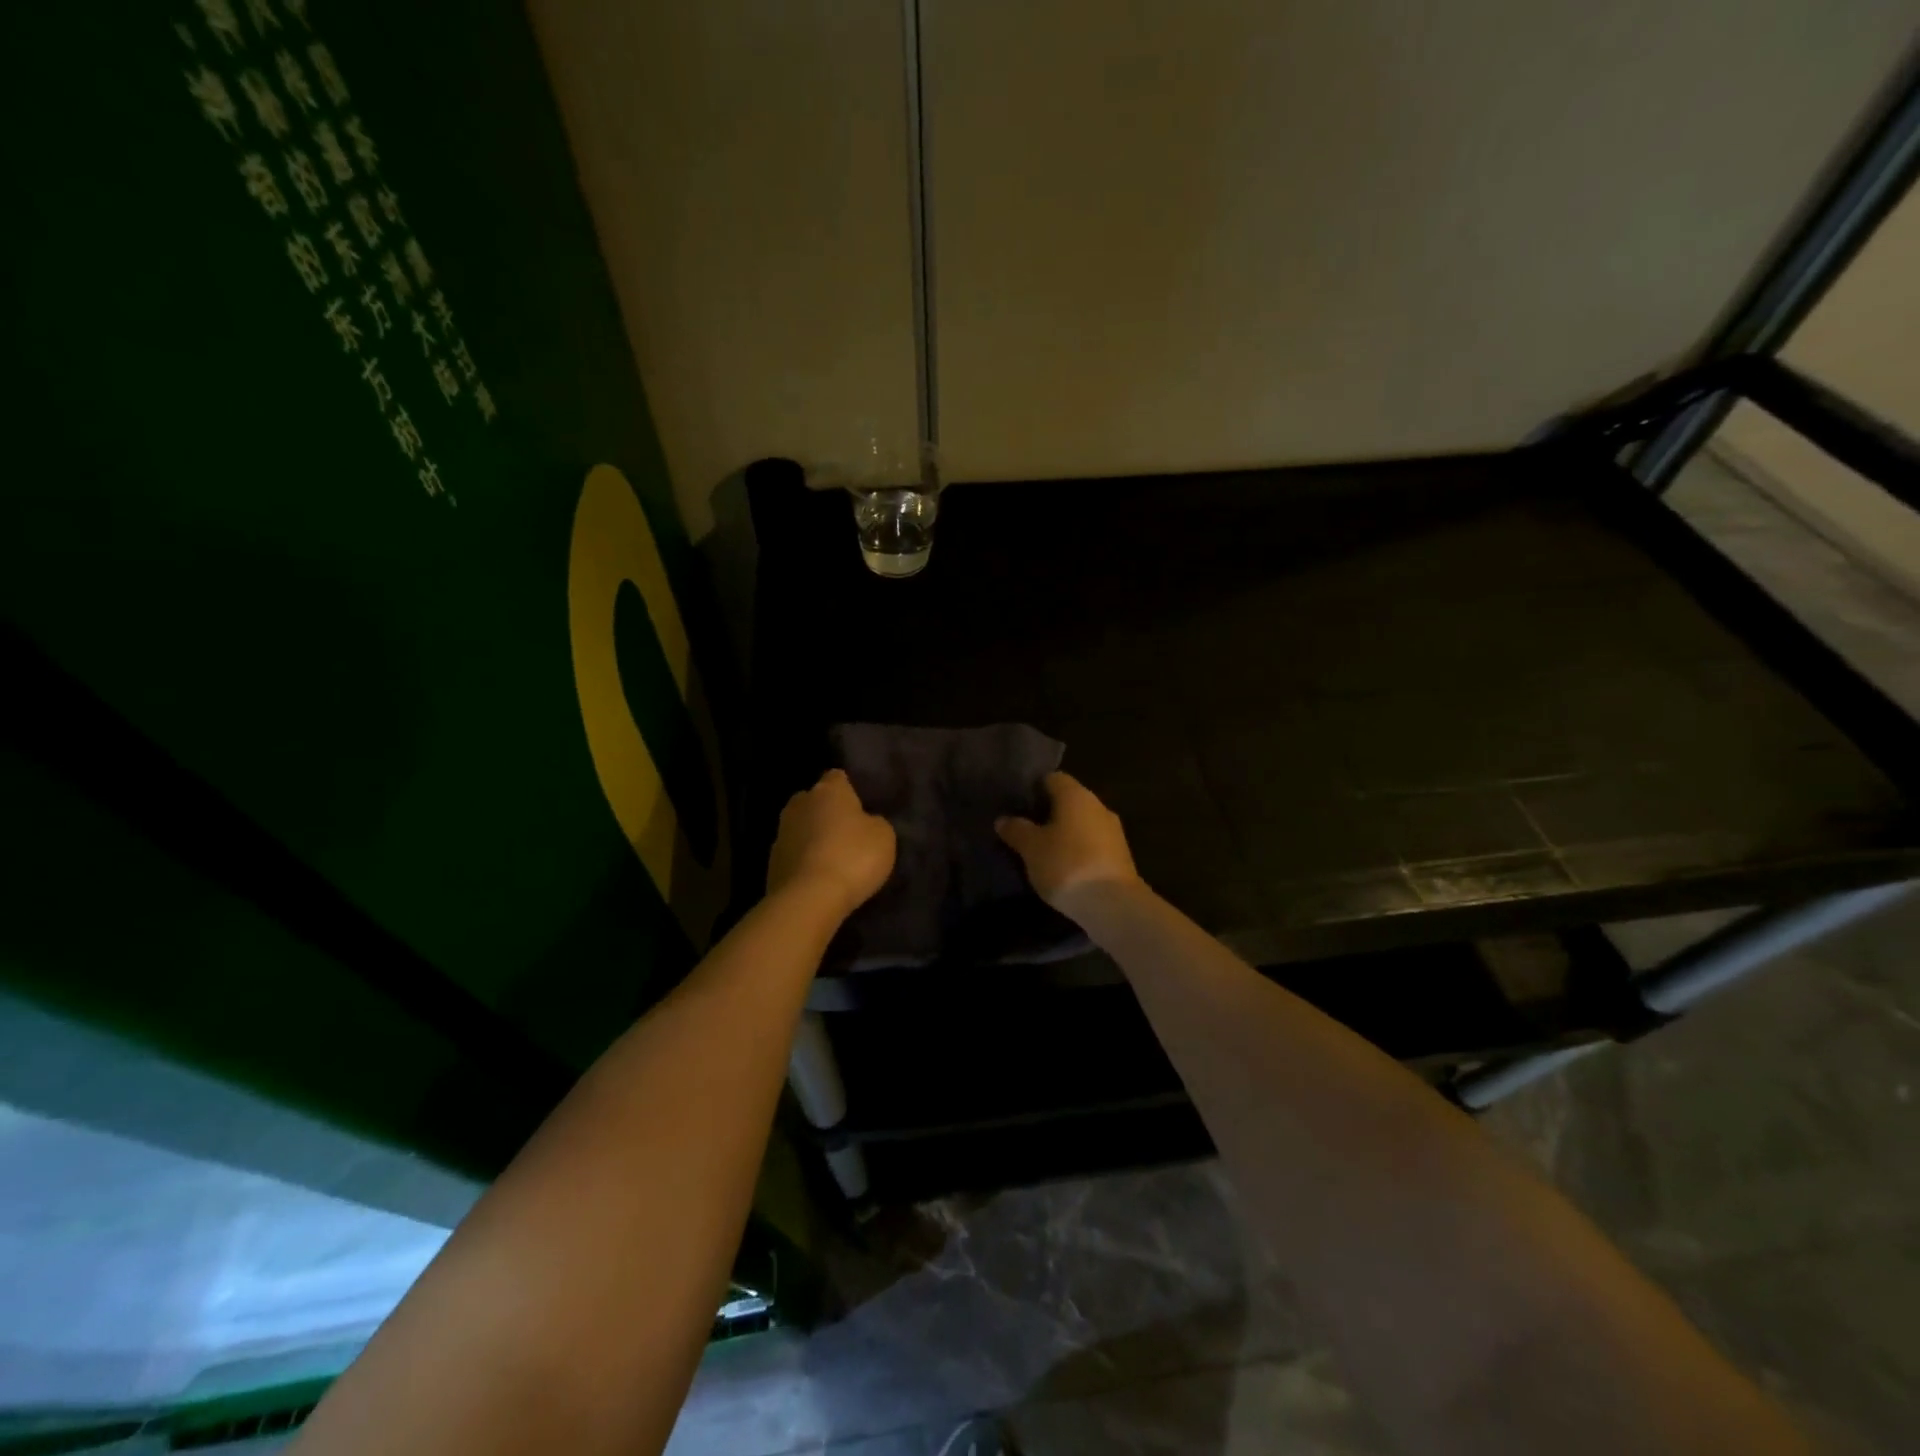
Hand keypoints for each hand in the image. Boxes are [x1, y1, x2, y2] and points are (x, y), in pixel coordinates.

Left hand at [767, 769, 895, 917]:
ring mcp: (781, 832)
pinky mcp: (771, 861)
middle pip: (814, 800)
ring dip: (812, 837)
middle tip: (846, 832)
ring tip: (831, 858)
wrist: (809, 898)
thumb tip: (866, 822)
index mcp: (828, 790)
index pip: (838, 777)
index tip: (860, 806)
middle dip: (826, 812)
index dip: (849, 790)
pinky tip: (817, 877)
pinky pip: (793, 854)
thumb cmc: (853, 857)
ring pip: (800, 827)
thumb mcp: (884, 837)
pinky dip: (803, 861)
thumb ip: (874, 822)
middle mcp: (800, 803)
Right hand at [996, 772, 1143, 917]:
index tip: (1017, 806)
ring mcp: (1113, 831)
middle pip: (1068, 801)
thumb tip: (1003, 819)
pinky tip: (1063, 868)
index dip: (1033, 789)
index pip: (1052, 778)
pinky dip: (1077, 850)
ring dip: (1064, 834)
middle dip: (1047, 814)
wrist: (1112, 905)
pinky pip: (1092, 844)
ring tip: (1041, 852)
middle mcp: (1098, 806)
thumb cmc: (1066, 865)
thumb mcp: (1031, 848)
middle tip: (1025, 830)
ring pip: (1081, 824)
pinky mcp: (1120, 856)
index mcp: (1076, 795)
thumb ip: (1016, 830)